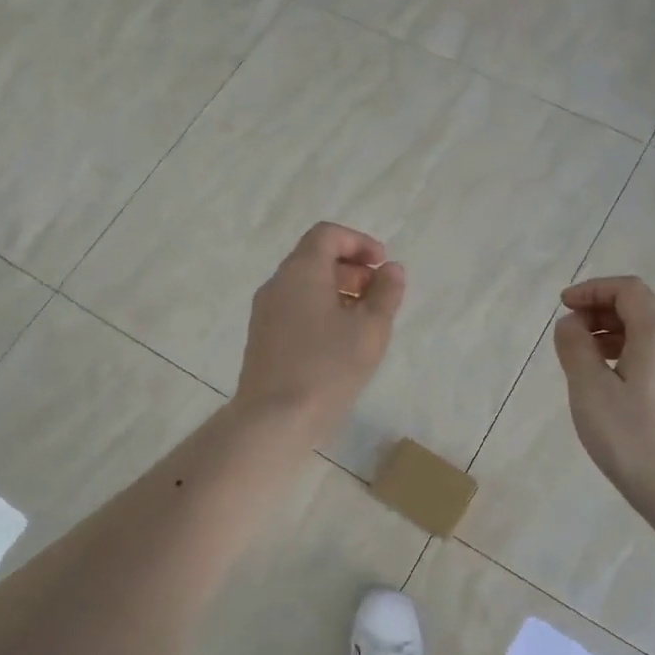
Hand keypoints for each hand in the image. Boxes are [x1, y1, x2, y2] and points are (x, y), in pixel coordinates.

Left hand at [234, 222, 405, 443]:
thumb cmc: (328, 368)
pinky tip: (339, 342)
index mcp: (300, 271)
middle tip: (378, 295)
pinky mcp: (262, 338)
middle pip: (314, 258)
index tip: (383, 266)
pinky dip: (320, 310)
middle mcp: (277, 284)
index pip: (327, 234)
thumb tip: (391, 270)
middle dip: (351, 269)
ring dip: (337, 291)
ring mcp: (265, 312)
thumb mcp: (370, 330)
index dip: (359, 242)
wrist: (273, 419)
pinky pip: (294, 308)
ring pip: (304, 285)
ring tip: (363, 322)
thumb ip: (386, 294)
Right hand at [552, 276, 654, 516]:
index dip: (593, 289)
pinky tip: (611, 384)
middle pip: (642, 309)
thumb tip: (571, 324)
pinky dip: (630, 356)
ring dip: (615, 335)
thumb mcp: (589, 387)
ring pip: (651, 337)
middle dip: (602, 311)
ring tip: (584, 359)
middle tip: (570, 332)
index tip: (564, 306)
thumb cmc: (630, 436)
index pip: (628, 290)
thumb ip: (575, 346)